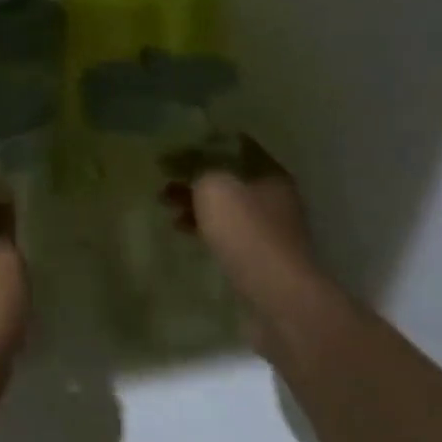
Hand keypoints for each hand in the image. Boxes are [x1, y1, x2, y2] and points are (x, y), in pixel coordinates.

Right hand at [164, 135, 318, 316]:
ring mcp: (270, 230)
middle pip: (229, 178)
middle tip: (164, 181)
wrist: (278, 296)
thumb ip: (197, 168)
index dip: (201, 145)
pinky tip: (184, 231)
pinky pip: (227, 233)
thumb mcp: (214, 186)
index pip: (233, 147)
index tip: (173, 151)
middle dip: (195, 178)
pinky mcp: (261, 258)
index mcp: (269, 173)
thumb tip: (183, 161)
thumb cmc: (246, 231)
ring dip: (196, 204)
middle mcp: (274, 197)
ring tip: (166, 208)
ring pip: (226, 207)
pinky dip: (204, 228)